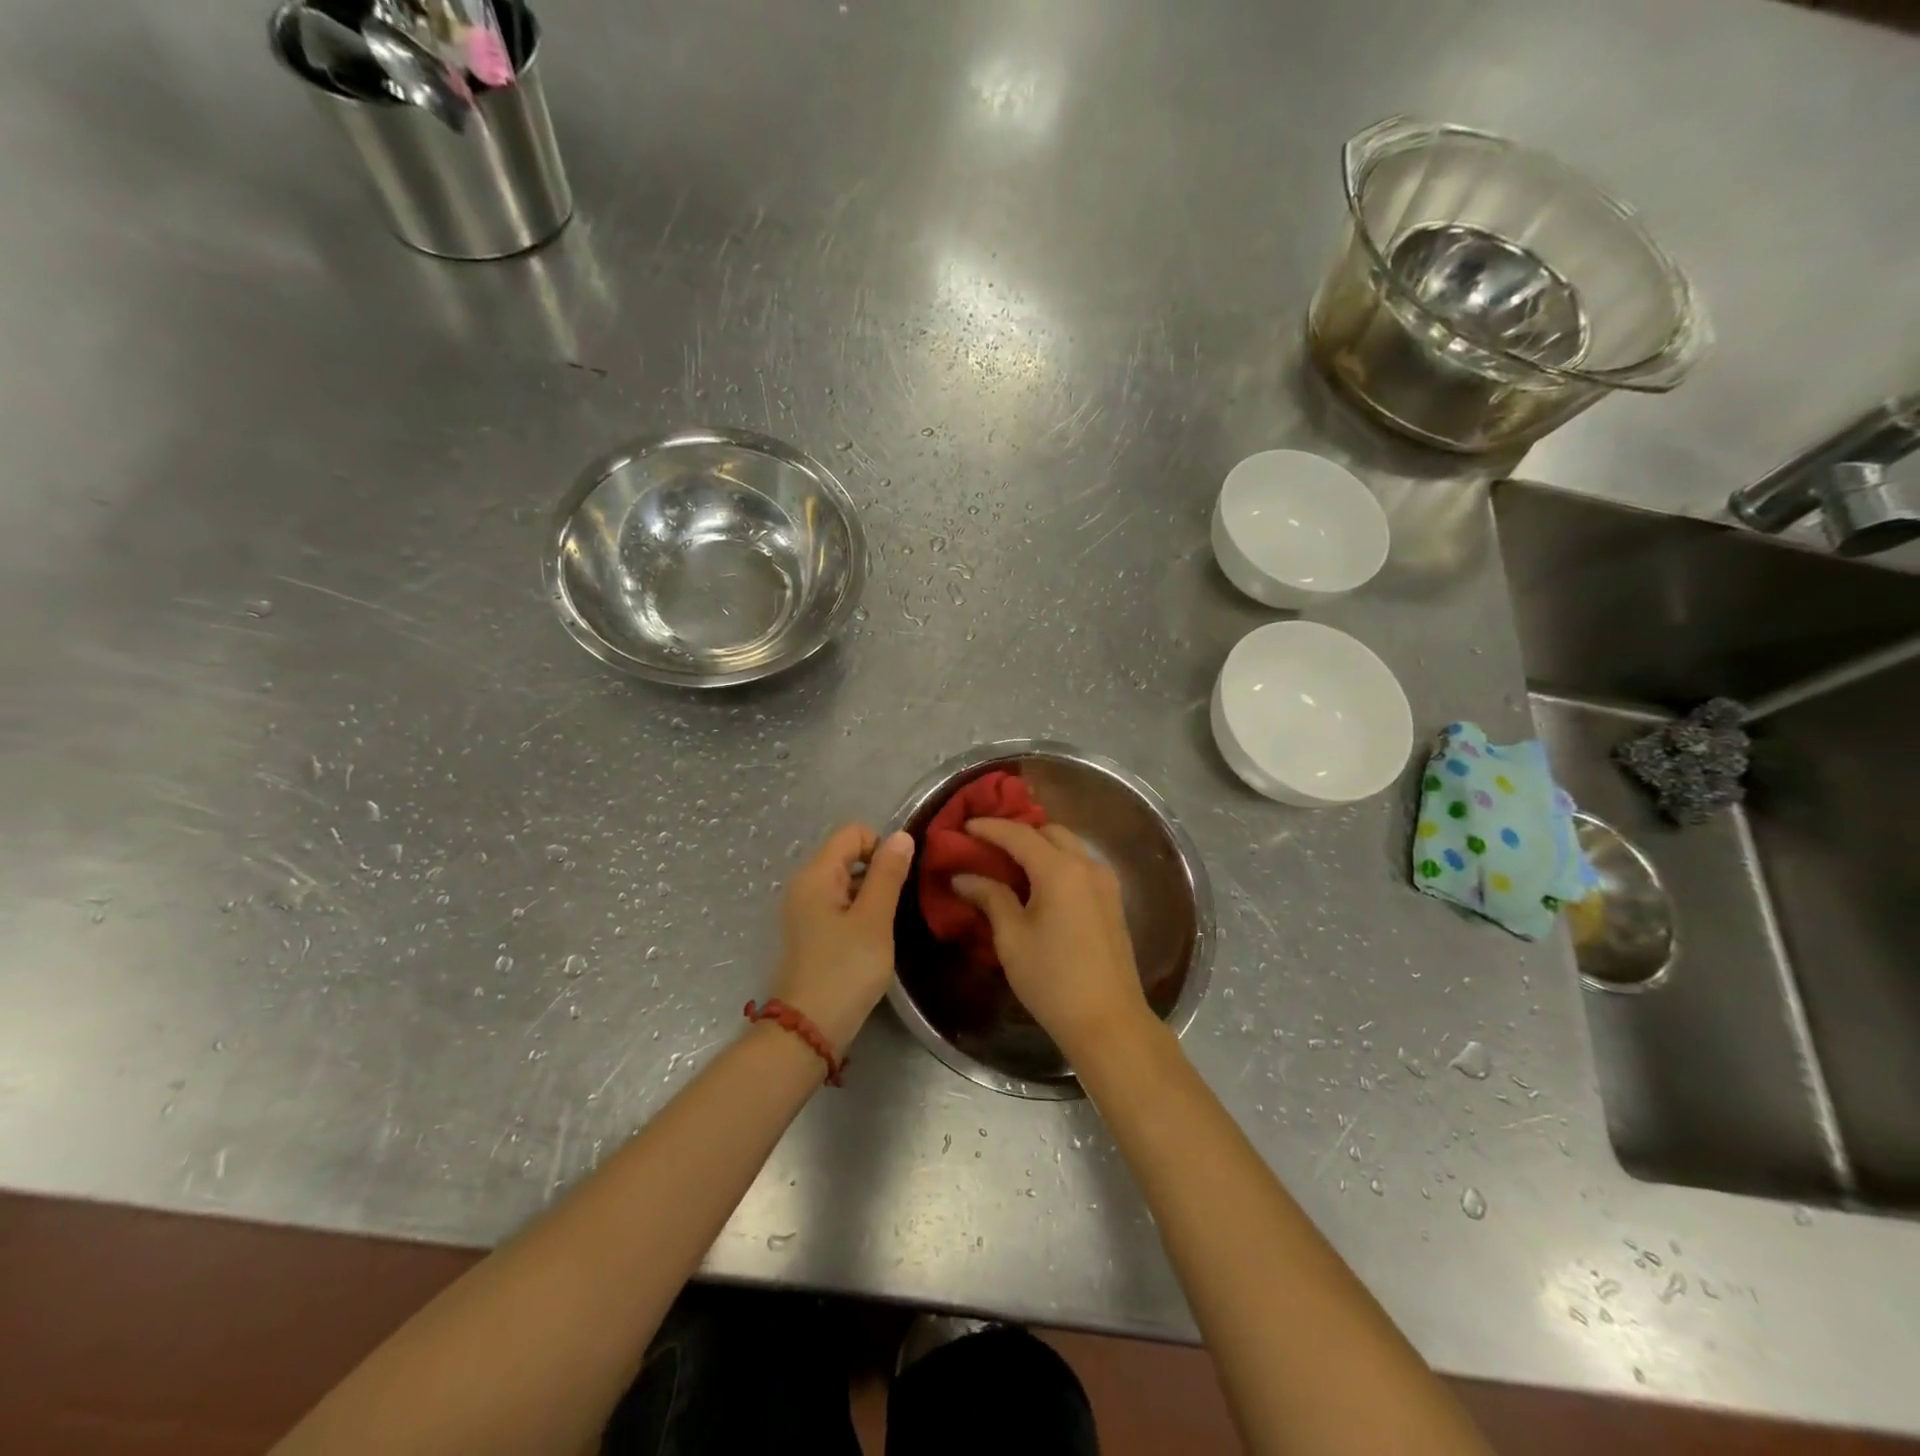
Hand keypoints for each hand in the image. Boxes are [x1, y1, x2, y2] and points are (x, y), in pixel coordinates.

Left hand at [768, 823, 914, 1054]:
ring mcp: (805, 909)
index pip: (854, 832)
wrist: (809, 1030)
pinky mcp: (811, 932)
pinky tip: (873, 940)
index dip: (882, 847)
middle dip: (879, 872)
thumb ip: (888, 874)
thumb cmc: (845, 970)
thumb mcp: (874, 920)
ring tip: (888, 925)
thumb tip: (901, 835)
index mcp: (816, 874)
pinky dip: (860, 913)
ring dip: (872, 895)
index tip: (899, 881)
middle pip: (849, 855)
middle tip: (898, 906)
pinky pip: (840, 905)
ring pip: (848, 882)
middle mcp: (805, 884)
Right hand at [952, 819, 1152, 1062]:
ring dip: (1040, 846)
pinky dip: (1057, 862)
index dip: (989, 828)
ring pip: (1069, 846)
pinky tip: (1038, 884)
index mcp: (1059, 870)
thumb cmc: (1052, 979)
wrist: (1108, 1021)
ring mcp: (1105, 882)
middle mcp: (1087, 866)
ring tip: (1010, 863)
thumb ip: (990, 897)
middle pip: (1049, 832)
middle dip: (1018, 832)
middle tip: (987, 846)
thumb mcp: (1012, 938)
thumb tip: (963, 877)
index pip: (1019, 834)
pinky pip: (1081, 865)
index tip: (964, 827)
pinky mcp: (1113, 901)